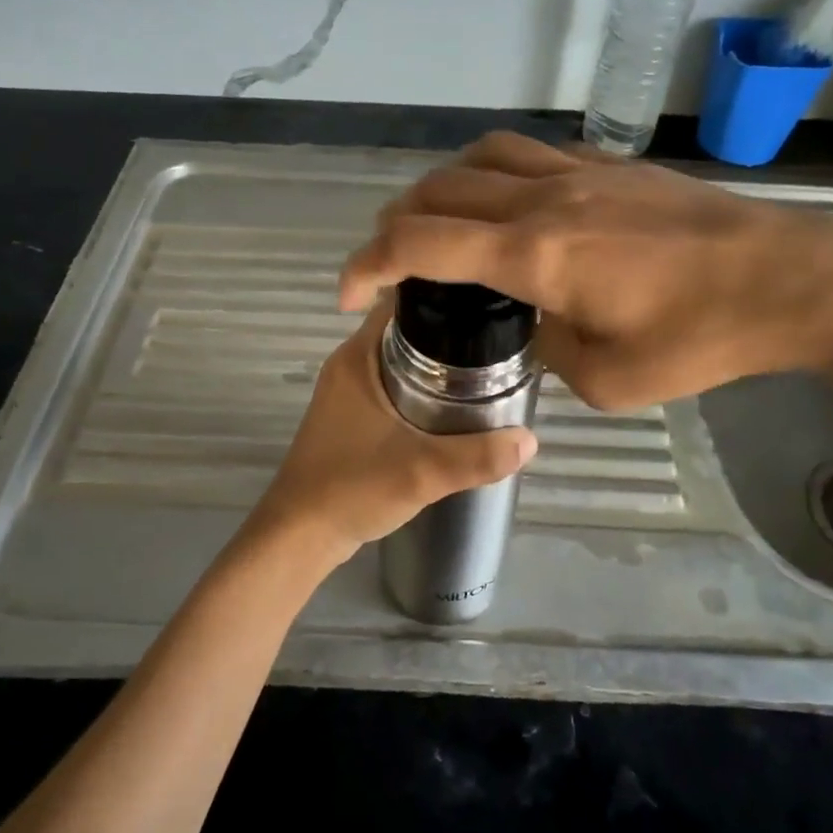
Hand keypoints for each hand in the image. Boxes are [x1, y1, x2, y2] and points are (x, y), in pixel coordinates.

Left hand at [250, 303, 537, 564]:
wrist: (300, 535)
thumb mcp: (422, 472)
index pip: (402, 302)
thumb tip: (531, 440)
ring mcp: (348, 393)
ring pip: (401, 361)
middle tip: (498, 341)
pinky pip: (394, 387)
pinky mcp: (351, 418)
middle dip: (450, 333)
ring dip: (438, 364)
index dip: (444, 297)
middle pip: (407, 330)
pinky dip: (422, 389)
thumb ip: (477, 457)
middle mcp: (350, 365)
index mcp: (358, 357)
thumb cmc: (351, 489)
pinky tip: (454, 407)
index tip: (487, 304)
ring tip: (487, 370)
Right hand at [339, 131, 832, 410]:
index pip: (421, 242)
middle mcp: (544, 198)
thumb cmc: (703, 338)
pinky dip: (491, 175)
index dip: (368, 262)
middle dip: (393, 226)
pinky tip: (505, 205)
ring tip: (436, 226)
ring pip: (479, 158)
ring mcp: (580, 172)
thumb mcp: (608, 377)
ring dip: (439, 189)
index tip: (347, 291)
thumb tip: (533, 324)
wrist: (793, 278)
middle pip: (438, 190)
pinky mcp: (611, 166)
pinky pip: (528, 154)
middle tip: (387, 263)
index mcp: (534, 252)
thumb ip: (548, 348)